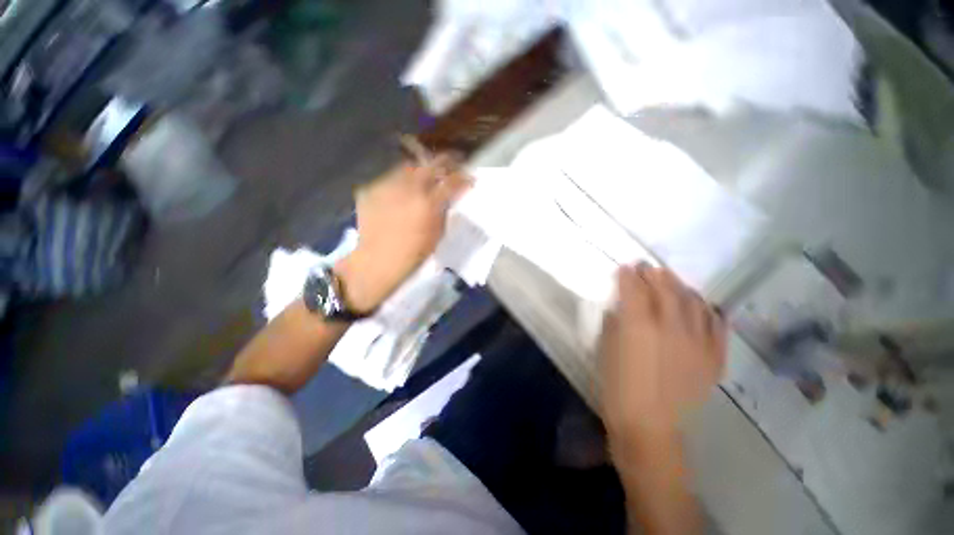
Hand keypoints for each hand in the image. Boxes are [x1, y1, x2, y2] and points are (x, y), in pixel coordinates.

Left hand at [335, 155, 469, 312]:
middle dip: (445, 163)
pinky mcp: (371, 189)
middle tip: (452, 163)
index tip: (470, 177)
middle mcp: (408, 189)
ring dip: (421, 170)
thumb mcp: (437, 234)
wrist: (378, 261)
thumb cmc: (414, 253)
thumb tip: (448, 197)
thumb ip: (444, 211)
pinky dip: (400, 182)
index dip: (464, 178)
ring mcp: (387, 186)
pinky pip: (390, 179)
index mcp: (428, 204)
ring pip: (409, 167)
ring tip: (425, 175)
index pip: (452, 182)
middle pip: (431, 165)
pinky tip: (401, 191)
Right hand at [599, 263, 725, 444]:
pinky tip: (702, 306)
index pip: (635, 288)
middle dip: (655, 275)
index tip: (625, 267)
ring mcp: (698, 342)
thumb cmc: (617, 385)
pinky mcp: (714, 357)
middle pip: (666, 289)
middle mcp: (672, 327)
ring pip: (694, 302)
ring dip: (681, 287)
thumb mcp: (606, 348)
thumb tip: (622, 306)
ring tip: (673, 282)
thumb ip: (615, 322)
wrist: (649, 426)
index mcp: (639, 325)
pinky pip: (716, 325)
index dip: (629, 275)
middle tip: (648, 268)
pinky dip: (709, 311)